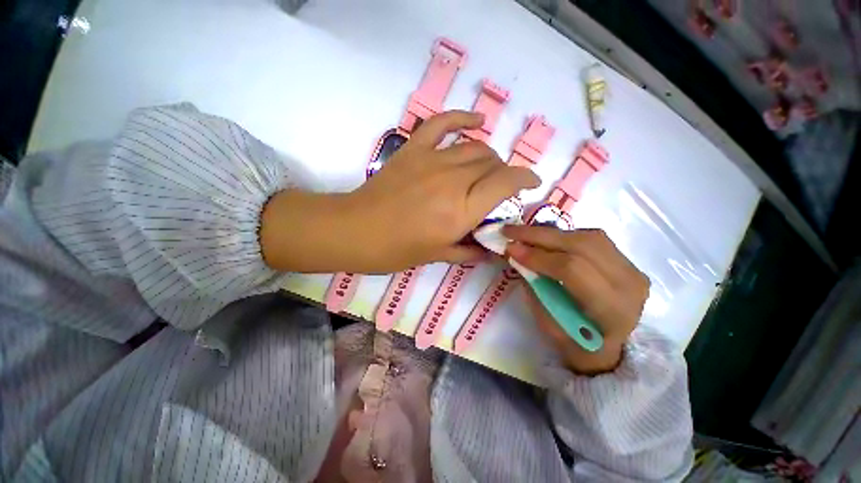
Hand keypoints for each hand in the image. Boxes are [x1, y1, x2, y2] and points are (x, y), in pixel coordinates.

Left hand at [260, 111, 539, 273]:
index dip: (525, 179)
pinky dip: (462, 118)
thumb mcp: (437, 256)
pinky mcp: (414, 149)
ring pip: (475, 147)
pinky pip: (442, 123)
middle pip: (492, 163)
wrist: (355, 231)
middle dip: (502, 174)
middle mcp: (453, 181)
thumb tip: (491, 250)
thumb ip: (469, 251)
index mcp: (461, 211)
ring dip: (488, 156)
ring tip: (487, 168)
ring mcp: (432, 160)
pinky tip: (476, 120)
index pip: (507, 183)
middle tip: (498, 188)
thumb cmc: (396, 250)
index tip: (531, 184)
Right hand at [503, 226, 649, 374]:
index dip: (537, 255)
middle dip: (539, 235)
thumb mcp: (547, 323)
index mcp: (611, 309)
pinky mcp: (627, 261)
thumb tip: (516, 254)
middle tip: (510, 230)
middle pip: (582, 245)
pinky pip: (592, 239)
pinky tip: (546, 239)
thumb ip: (534, 286)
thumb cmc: (575, 343)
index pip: (572, 269)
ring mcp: (632, 269)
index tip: (510, 248)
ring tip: (524, 234)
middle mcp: (629, 284)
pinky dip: (564, 236)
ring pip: (588, 237)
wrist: (609, 348)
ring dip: (551, 233)